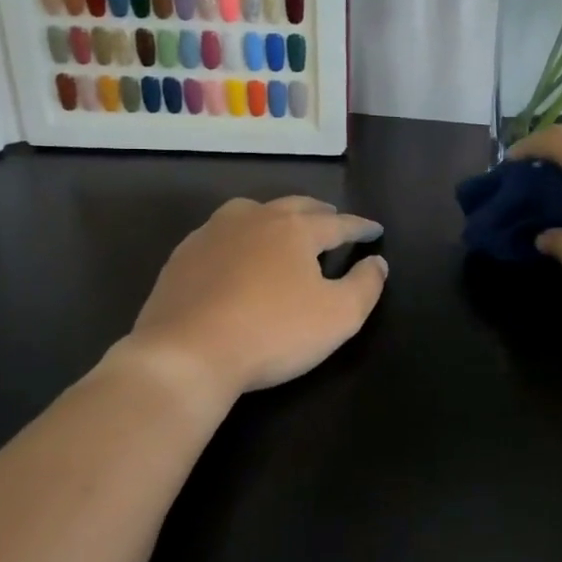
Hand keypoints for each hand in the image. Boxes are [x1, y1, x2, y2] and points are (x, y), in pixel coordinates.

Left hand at [121, 196, 386, 408]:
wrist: (186, 354)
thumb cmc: (272, 333)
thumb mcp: (339, 316)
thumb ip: (366, 285)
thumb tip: (377, 262)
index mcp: (295, 228)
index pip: (339, 223)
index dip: (361, 227)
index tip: (376, 230)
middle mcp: (255, 218)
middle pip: (296, 207)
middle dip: (320, 214)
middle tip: (334, 222)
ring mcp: (214, 233)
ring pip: (254, 211)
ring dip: (277, 217)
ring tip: (285, 229)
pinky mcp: (184, 254)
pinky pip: (222, 234)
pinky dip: (241, 237)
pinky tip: (238, 255)